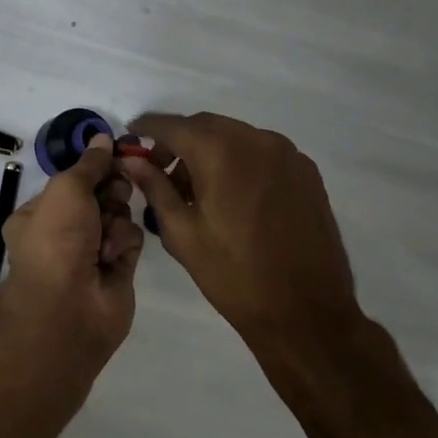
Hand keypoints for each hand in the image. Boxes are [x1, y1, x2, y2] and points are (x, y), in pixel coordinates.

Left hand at [0, 135, 141, 362]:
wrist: (70, 305)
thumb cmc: (56, 238)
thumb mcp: (67, 189)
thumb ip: (89, 163)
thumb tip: (102, 136)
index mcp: (39, 213)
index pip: (73, 181)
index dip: (94, 168)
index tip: (115, 154)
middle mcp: (63, 232)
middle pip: (99, 195)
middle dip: (110, 190)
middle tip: (112, 194)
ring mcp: (91, 252)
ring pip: (118, 215)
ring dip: (116, 218)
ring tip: (106, 234)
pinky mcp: (117, 269)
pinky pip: (130, 239)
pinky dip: (125, 240)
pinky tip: (113, 254)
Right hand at [119, 113, 362, 359]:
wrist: (306, 312)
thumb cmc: (233, 274)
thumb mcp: (181, 232)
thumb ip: (155, 187)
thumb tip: (131, 160)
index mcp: (220, 152)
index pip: (172, 125)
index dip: (147, 127)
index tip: (132, 134)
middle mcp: (256, 140)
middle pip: (205, 125)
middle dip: (179, 141)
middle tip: (161, 170)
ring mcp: (287, 154)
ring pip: (235, 136)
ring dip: (209, 150)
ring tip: (197, 190)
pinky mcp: (307, 172)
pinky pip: (261, 152)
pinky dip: (239, 160)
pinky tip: (233, 196)